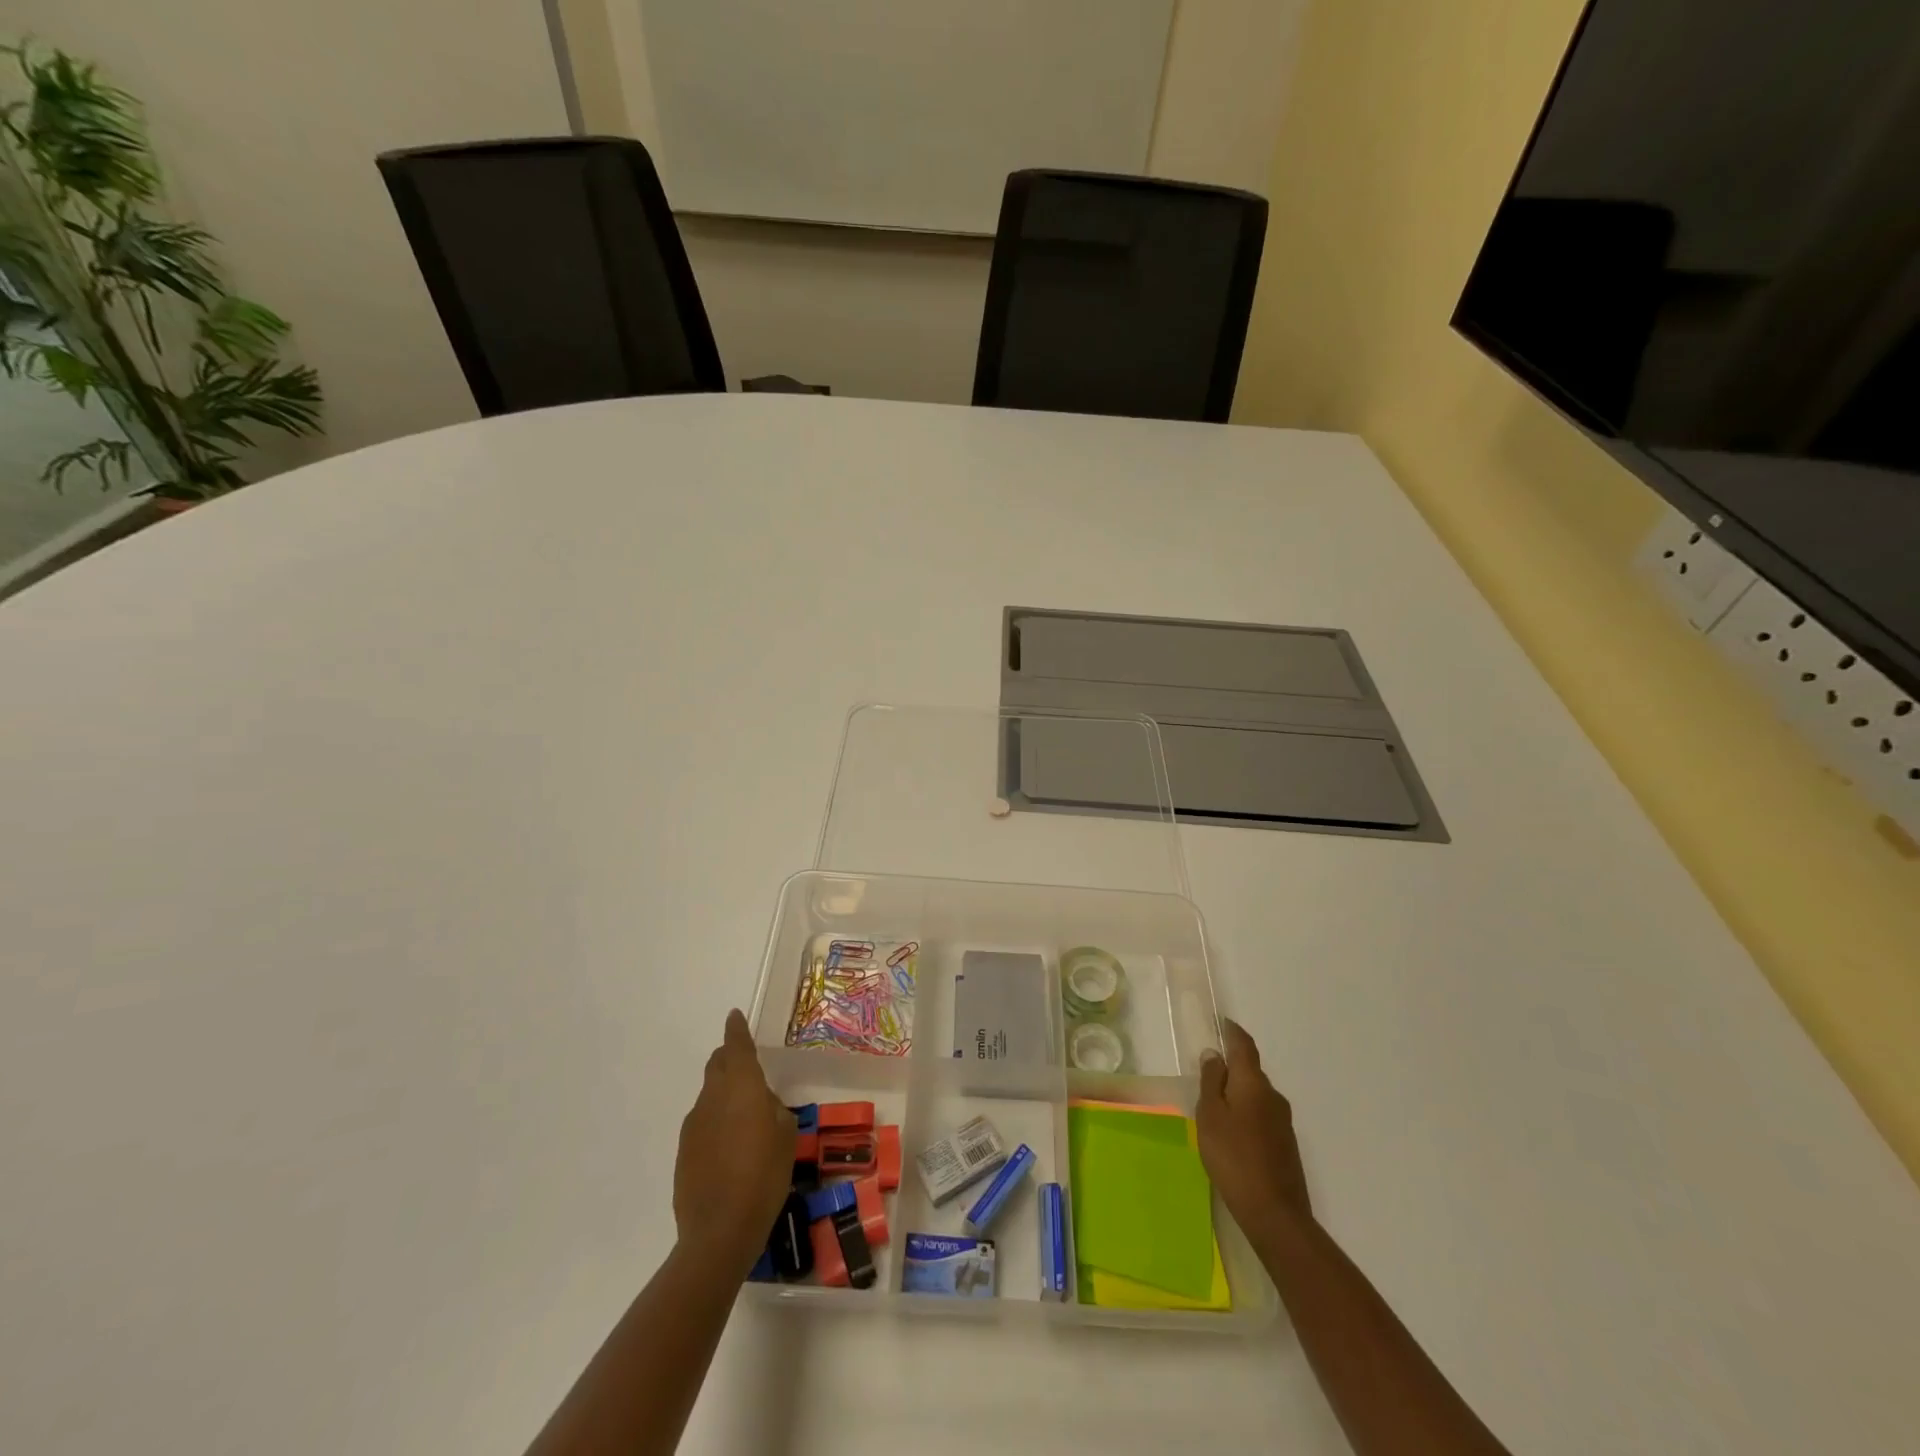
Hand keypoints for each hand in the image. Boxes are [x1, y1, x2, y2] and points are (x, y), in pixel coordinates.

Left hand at [673, 1010, 795, 1276]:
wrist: (718, 1232)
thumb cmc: (763, 1177)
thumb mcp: (786, 1137)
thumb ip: (774, 1110)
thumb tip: (762, 1105)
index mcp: (741, 1087)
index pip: (737, 1046)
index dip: (736, 1029)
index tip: (734, 1015)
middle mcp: (713, 1097)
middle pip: (718, 1065)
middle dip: (730, 1058)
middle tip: (746, 1066)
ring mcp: (694, 1124)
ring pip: (710, 1094)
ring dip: (725, 1094)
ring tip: (744, 1117)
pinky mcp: (684, 1151)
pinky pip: (703, 1122)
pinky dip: (716, 1122)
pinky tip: (730, 1147)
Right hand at [1196, 1018, 1312, 1239]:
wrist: (1275, 1214)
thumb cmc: (1234, 1157)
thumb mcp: (1210, 1116)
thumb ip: (1211, 1082)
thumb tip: (1214, 1054)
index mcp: (1253, 1083)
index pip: (1244, 1046)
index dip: (1232, 1031)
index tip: (1221, 1022)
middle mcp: (1273, 1096)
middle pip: (1250, 1071)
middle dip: (1231, 1067)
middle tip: (1207, 1073)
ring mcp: (1283, 1122)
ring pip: (1256, 1095)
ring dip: (1238, 1093)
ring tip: (1215, 1106)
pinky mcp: (1286, 1144)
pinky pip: (1262, 1116)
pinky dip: (1246, 1113)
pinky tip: (1232, 1133)